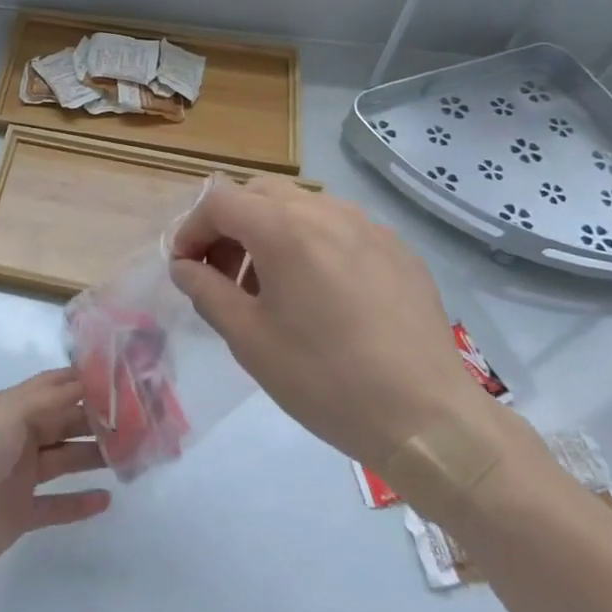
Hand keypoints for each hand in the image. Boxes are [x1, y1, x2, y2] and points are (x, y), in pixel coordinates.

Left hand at [0, 369, 111, 584]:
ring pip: (65, 460)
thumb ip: (48, 398)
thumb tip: (84, 380)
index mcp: (12, 409)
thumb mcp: (9, 413)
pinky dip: (80, 502)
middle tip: (136, 423)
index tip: (121, 380)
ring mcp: (20, 477)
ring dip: (93, 457)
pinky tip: (106, 500)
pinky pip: (57, 505)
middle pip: (64, 423)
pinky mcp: (22, 513)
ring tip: (129, 458)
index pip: (53, 388)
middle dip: (96, 421)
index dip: (83, 383)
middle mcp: (18, 438)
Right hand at [168, 178, 485, 469]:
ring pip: (302, 207)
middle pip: (260, 193)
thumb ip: (206, 291)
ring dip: (271, 233)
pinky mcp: (397, 247)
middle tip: (224, 274)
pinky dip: (313, 245)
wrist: (426, 417)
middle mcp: (325, 210)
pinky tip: (323, 296)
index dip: (191, 228)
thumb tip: (184, 266)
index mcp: (283, 228)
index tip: (185, 267)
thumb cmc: (324, 378)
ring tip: (272, 288)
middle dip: (230, 225)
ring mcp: (368, 225)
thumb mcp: (249, 339)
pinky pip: (340, 228)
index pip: (219, 201)